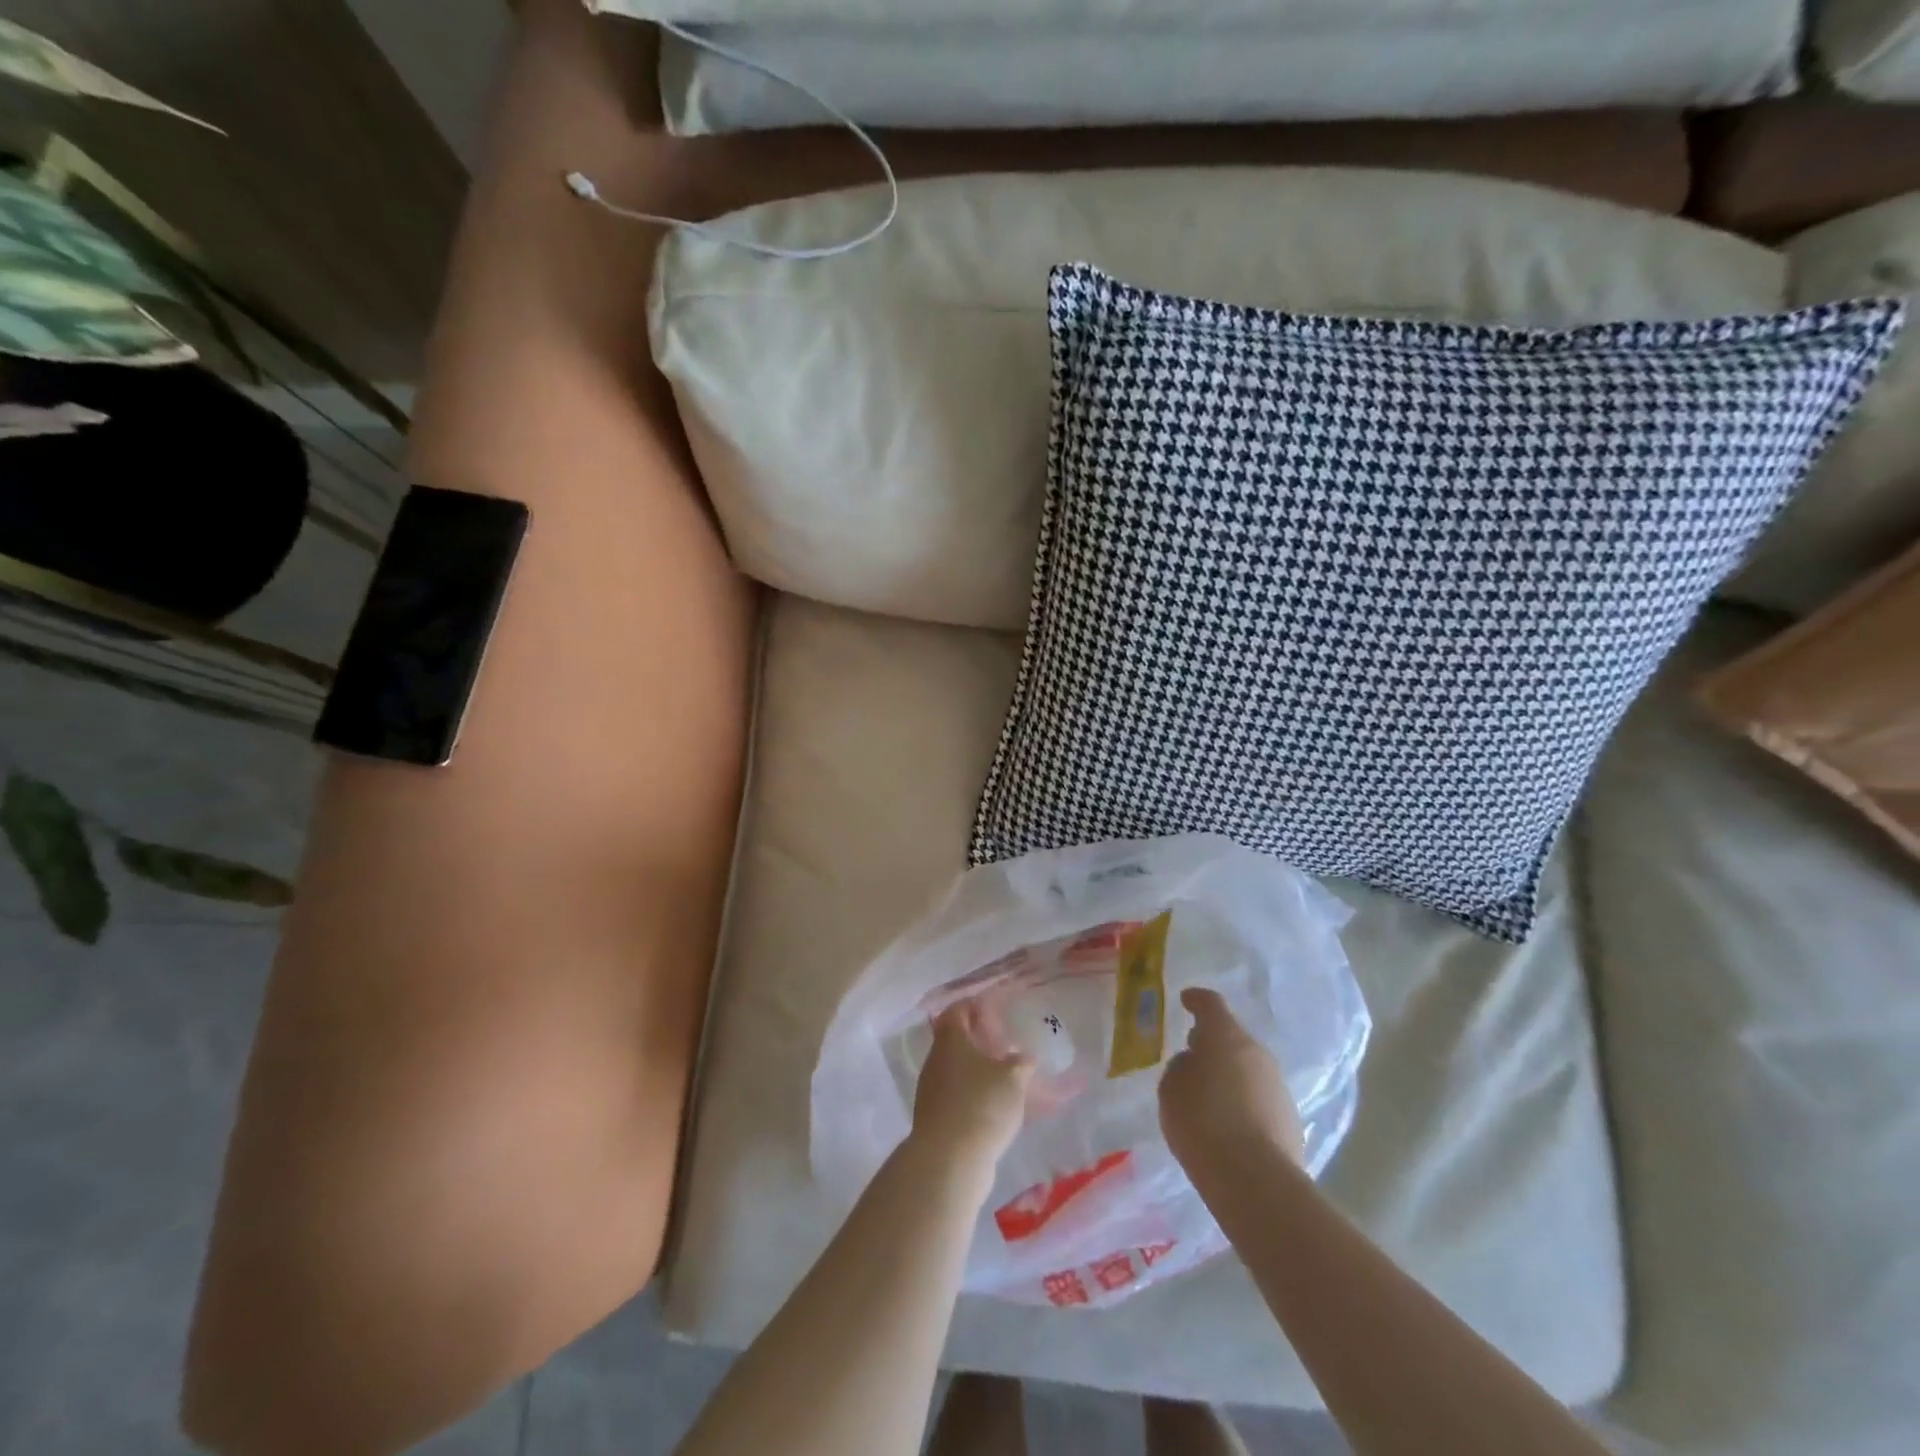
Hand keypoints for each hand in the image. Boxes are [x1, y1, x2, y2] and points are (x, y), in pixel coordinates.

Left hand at [910, 1003, 1033, 1175]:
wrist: (949, 1160)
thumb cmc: (982, 1104)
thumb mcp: (1013, 1078)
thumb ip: (1021, 1062)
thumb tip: (1023, 1058)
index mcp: (951, 1040)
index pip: (958, 1010)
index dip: (975, 1006)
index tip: (995, 1009)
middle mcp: (936, 1060)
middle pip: (955, 1040)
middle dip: (979, 1040)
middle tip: (1004, 1044)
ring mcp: (932, 1090)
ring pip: (957, 1070)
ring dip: (978, 1070)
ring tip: (1005, 1077)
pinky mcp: (935, 1118)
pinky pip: (958, 1096)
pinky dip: (974, 1095)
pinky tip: (995, 1106)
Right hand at [1159, 988, 1305, 1178]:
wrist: (1255, 1180)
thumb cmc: (1202, 1122)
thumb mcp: (1171, 1089)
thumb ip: (1181, 1068)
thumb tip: (1195, 1064)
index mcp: (1226, 1036)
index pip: (1211, 1004)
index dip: (1196, 1000)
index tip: (1186, 1000)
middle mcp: (1257, 1053)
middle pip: (1233, 1039)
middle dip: (1214, 1045)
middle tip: (1193, 1056)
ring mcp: (1278, 1086)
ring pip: (1249, 1070)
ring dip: (1231, 1076)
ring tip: (1210, 1097)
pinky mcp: (1290, 1119)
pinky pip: (1259, 1098)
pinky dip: (1244, 1102)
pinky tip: (1229, 1123)